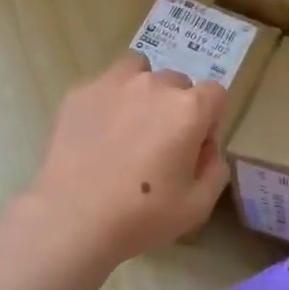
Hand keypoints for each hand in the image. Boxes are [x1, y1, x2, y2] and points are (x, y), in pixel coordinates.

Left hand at [22, 54, 230, 265]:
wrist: (73, 217)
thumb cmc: (142, 215)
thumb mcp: (198, 206)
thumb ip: (215, 170)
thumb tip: (206, 149)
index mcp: (188, 109)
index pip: (214, 93)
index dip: (210, 119)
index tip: (195, 146)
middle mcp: (153, 85)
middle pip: (177, 82)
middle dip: (176, 107)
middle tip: (160, 142)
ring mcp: (113, 83)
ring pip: (139, 71)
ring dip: (143, 91)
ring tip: (130, 125)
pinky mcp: (80, 91)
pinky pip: (105, 84)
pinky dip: (109, 100)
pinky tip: (97, 131)